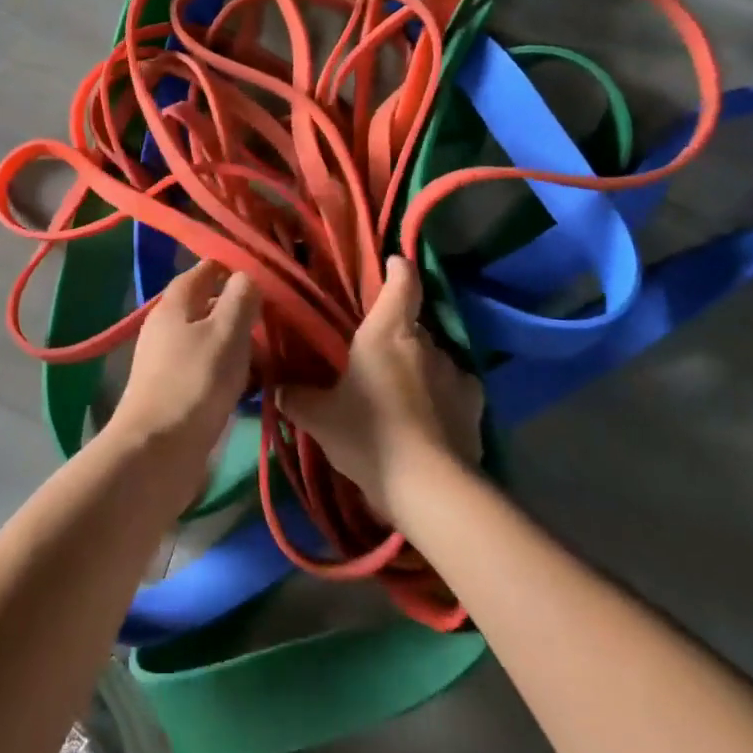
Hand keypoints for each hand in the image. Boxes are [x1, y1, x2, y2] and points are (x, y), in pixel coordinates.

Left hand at [107, 258, 259, 508]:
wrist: (157, 452)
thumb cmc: (195, 382)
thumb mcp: (227, 332)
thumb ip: (241, 298)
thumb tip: (248, 275)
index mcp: (176, 303)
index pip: (206, 269)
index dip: (235, 266)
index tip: (269, 273)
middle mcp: (168, 326)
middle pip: (211, 306)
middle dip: (244, 309)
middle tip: (282, 317)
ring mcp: (170, 360)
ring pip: (213, 340)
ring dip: (242, 344)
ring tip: (278, 352)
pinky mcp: (177, 391)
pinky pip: (210, 369)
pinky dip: (233, 371)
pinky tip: (258, 383)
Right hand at [280, 256, 482, 524]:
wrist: (430, 488)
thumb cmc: (369, 436)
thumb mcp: (319, 418)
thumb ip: (296, 397)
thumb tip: (277, 388)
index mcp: (388, 332)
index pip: (402, 283)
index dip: (397, 269)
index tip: (392, 264)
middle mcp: (426, 343)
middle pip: (412, 323)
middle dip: (396, 332)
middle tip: (374, 352)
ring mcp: (455, 372)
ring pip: (432, 356)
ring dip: (418, 366)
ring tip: (400, 390)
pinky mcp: (474, 404)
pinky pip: (454, 387)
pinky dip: (441, 394)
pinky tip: (429, 416)